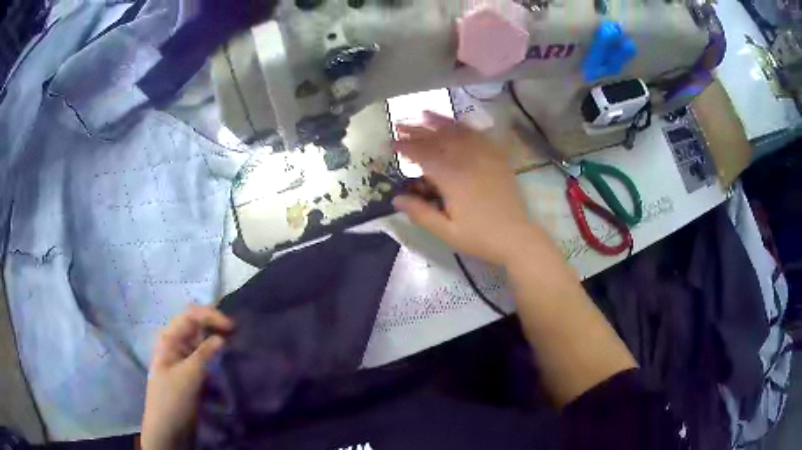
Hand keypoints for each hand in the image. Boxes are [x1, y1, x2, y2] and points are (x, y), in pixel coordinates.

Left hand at [141, 305, 234, 449]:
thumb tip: (221, 338)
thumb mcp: (189, 376)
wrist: (167, 431)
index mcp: (169, 340)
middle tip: (236, 337)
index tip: (232, 328)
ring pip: (202, 349)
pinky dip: (215, 370)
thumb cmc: (173, 399)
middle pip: (196, 329)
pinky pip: (205, 367)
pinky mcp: (191, 379)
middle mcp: (176, 347)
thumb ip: (204, 354)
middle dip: (215, 331)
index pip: (190, 316)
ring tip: (233, 359)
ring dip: (217, 352)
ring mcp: (183, 363)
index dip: (210, 316)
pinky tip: (223, 383)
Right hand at [393, 112, 544, 265]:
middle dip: (418, 131)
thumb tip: (396, 199)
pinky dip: (465, 127)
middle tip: (400, 125)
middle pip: (439, 139)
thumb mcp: (446, 232)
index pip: (424, 156)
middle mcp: (468, 161)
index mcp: (453, 179)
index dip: (406, 147)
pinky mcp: (497, 159)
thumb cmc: (479, 237)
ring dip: (440, 122)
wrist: (516, 237)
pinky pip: (480, 136)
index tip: (392, 143)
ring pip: (459, 133)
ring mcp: (485, 157)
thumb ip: (420, 213)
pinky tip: (457, 124)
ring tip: (424, 114)